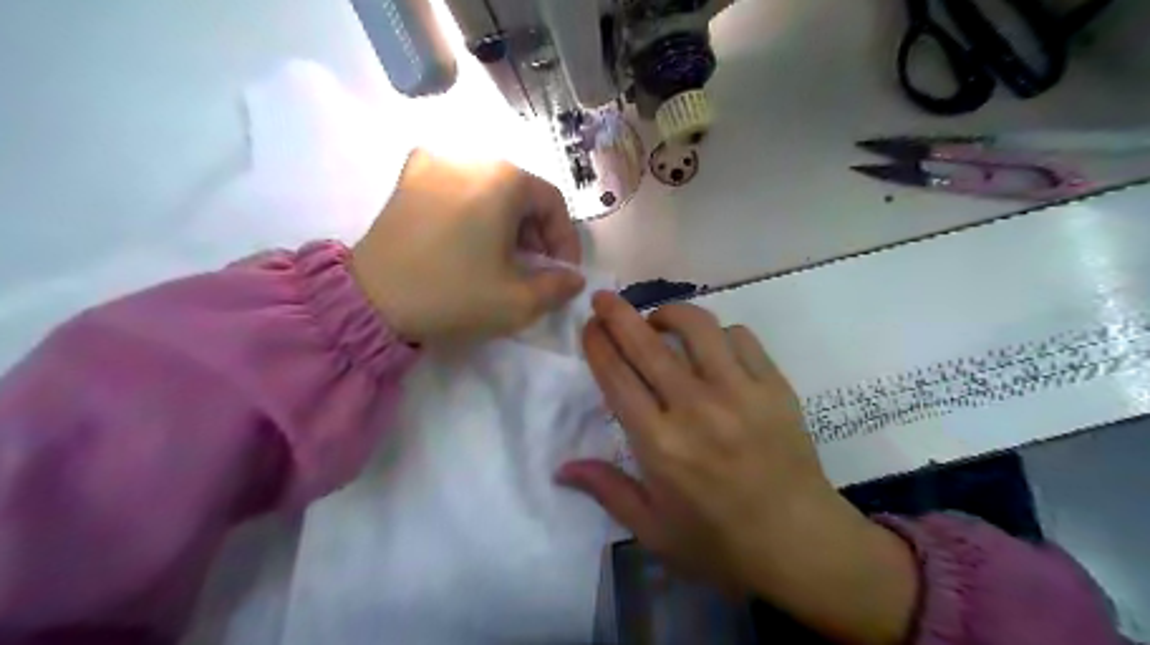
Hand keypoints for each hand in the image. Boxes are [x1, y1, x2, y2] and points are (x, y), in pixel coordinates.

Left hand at [347, 147, 583, 341]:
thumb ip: (558, 287)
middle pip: (521, 192)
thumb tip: (573, 278)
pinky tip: (467, 238)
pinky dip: (473, 209)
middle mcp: (471, 157)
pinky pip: (456, 186)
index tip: (562, 272)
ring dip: (506, 221)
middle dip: (535, 232)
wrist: (371, 300)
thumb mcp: (518, 301)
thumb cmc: (454, 295)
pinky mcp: (408, 178)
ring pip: (489, 188)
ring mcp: (434, 162)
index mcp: (503, 179)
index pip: (552, 202)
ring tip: (501, 257)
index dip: (564, 240)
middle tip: (534, 267)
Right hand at [558, 292, 916, 643]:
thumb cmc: (720, 543)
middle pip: (648, 345)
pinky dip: (718, 333)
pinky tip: (712, 347)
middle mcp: (696, 408)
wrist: (801, 545)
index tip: (589, 326)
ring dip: (670, 313)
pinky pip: (741, 337)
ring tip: (660, 321)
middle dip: (619, 314)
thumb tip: (561, 468)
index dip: (598, 345)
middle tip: (605, 297)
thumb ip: (607, 490)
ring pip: (698, 327)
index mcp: (660, 444)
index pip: (618, 378)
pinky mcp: (774, 386)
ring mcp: (740, 392)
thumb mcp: (654, 530)